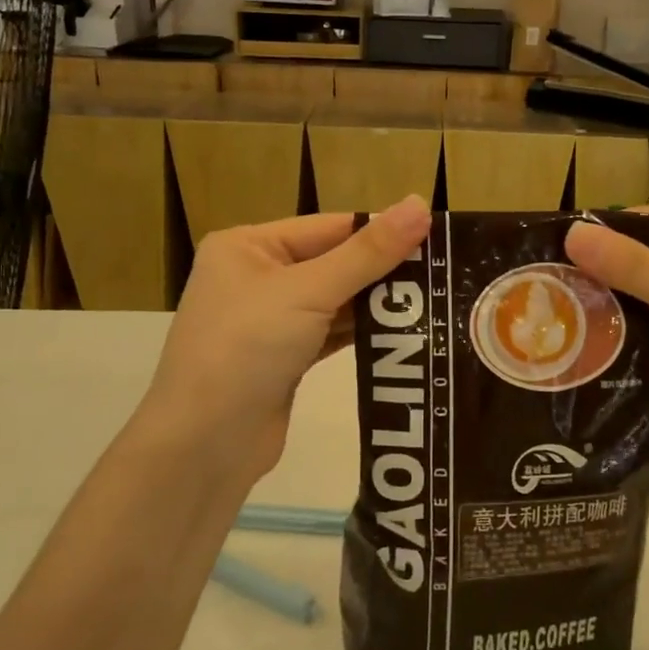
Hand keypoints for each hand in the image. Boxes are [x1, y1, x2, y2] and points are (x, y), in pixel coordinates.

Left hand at [137, 196, 431, 492]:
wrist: (204, 446)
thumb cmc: (247, 349)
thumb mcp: (309, 291)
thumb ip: (368, 253)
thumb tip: (420, 203)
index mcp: (248, 246)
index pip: (329, 227)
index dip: (380, 232)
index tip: (437, 239)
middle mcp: (255, 276)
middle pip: (334, 262)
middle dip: (383, 271)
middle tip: (444, 274)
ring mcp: (269, 321)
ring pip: (335, 301)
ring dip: (377, 305)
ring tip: (436, 302)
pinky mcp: (284, 359)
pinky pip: (330, 333)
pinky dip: (362, 333)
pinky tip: (402, 333)